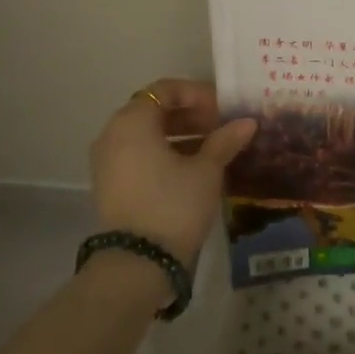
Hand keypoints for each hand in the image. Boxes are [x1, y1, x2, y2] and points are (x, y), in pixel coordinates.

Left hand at [90, 79, 256, 266]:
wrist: (138, 264)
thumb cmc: (174, 205)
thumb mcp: (206, 170)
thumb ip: (225, 140)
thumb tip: (247, 122)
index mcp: (132, 121)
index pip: (166, 89)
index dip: (198, 94)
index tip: (224, 110)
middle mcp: (113, 134)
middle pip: (155, 110)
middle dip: (191, 115)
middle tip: (223, 127)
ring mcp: (108, 161)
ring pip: (148, 135)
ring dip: (181, 135)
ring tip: (214, 148)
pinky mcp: (111, 185)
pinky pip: (140, 155)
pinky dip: (165, 154)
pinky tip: (195, 168)